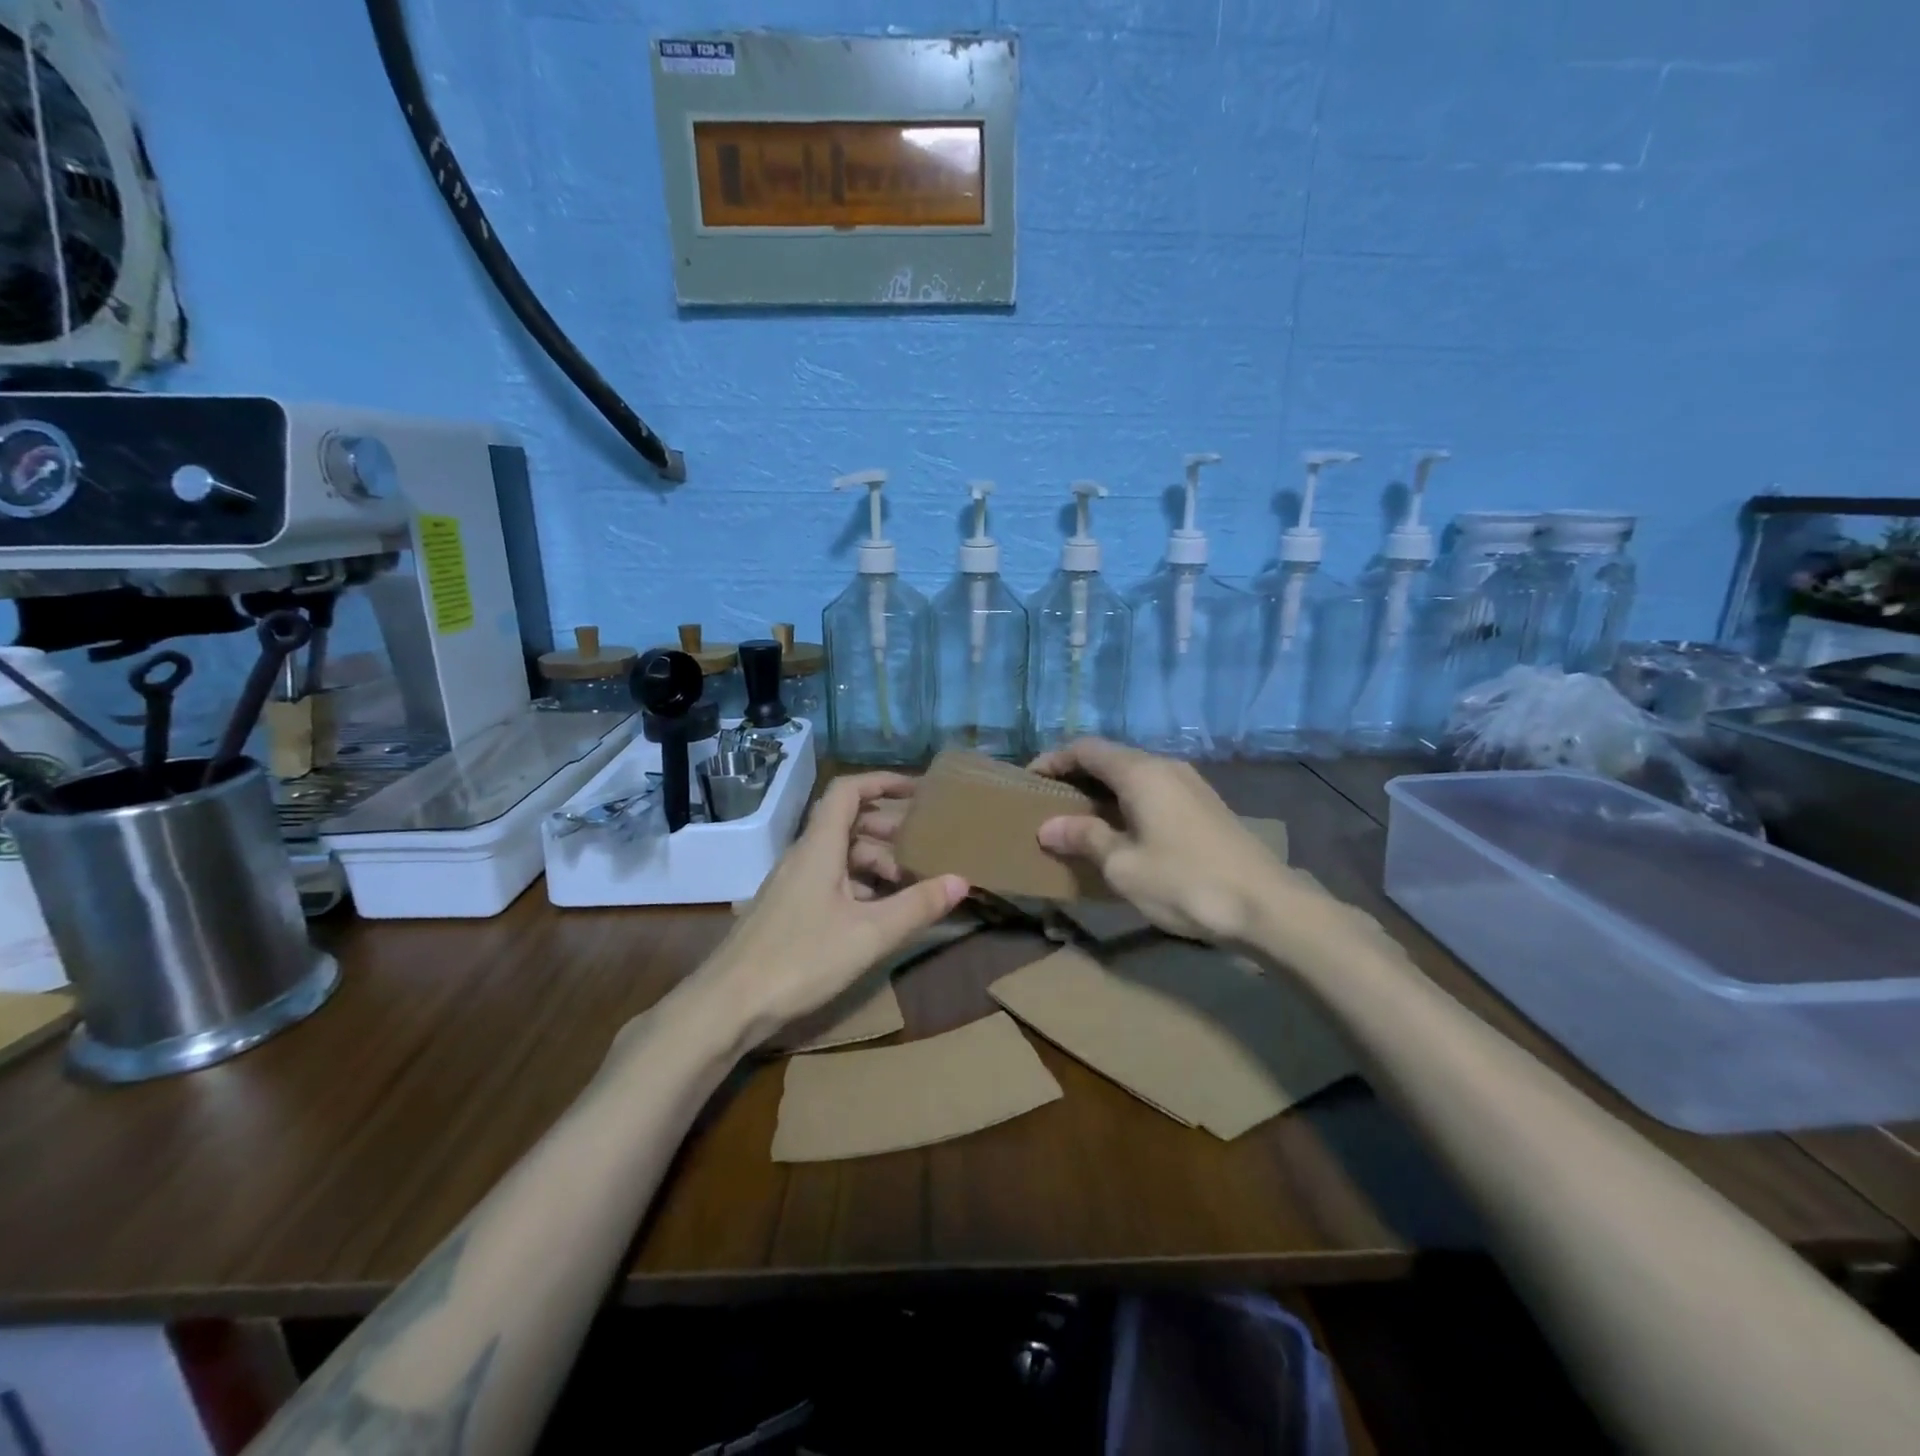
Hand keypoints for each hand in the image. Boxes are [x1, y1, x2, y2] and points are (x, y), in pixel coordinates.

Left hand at [699, 773, 967, 1044]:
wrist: (728, 1005)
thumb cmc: (801, 959)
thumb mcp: (869, 934)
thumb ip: (917, 906)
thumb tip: (962, 880)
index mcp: (819, 847)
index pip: (848, 791)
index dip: (882, 781)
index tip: (918, 790)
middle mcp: (804, 856)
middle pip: (847, 822)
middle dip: (887, 827)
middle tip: (924, 843)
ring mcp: (792, 883)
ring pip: (839, 854)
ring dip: (875, 860)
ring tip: (909, 883)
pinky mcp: (788, 909)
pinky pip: (829, 879)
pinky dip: (859, 884)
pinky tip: (879, 912)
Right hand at [1029, 738, 1287, 943]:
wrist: (1267, 906)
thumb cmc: (1186, 882)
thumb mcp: (1123, 865)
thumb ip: (1084, 838)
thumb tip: (1047, 826)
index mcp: (1141, 772)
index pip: (1086, 749)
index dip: (1054, 760)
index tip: (1029, 781)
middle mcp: (1166, 767)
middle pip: (1111, 758)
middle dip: (1076, 775)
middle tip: (1049, 803)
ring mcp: (1190, 785)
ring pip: (1134, 775)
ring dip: (1103, 791)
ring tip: (1079, 820)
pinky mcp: (1205, 806)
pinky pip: (1154, 791)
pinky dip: (1127, 802)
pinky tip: (1121, 831)